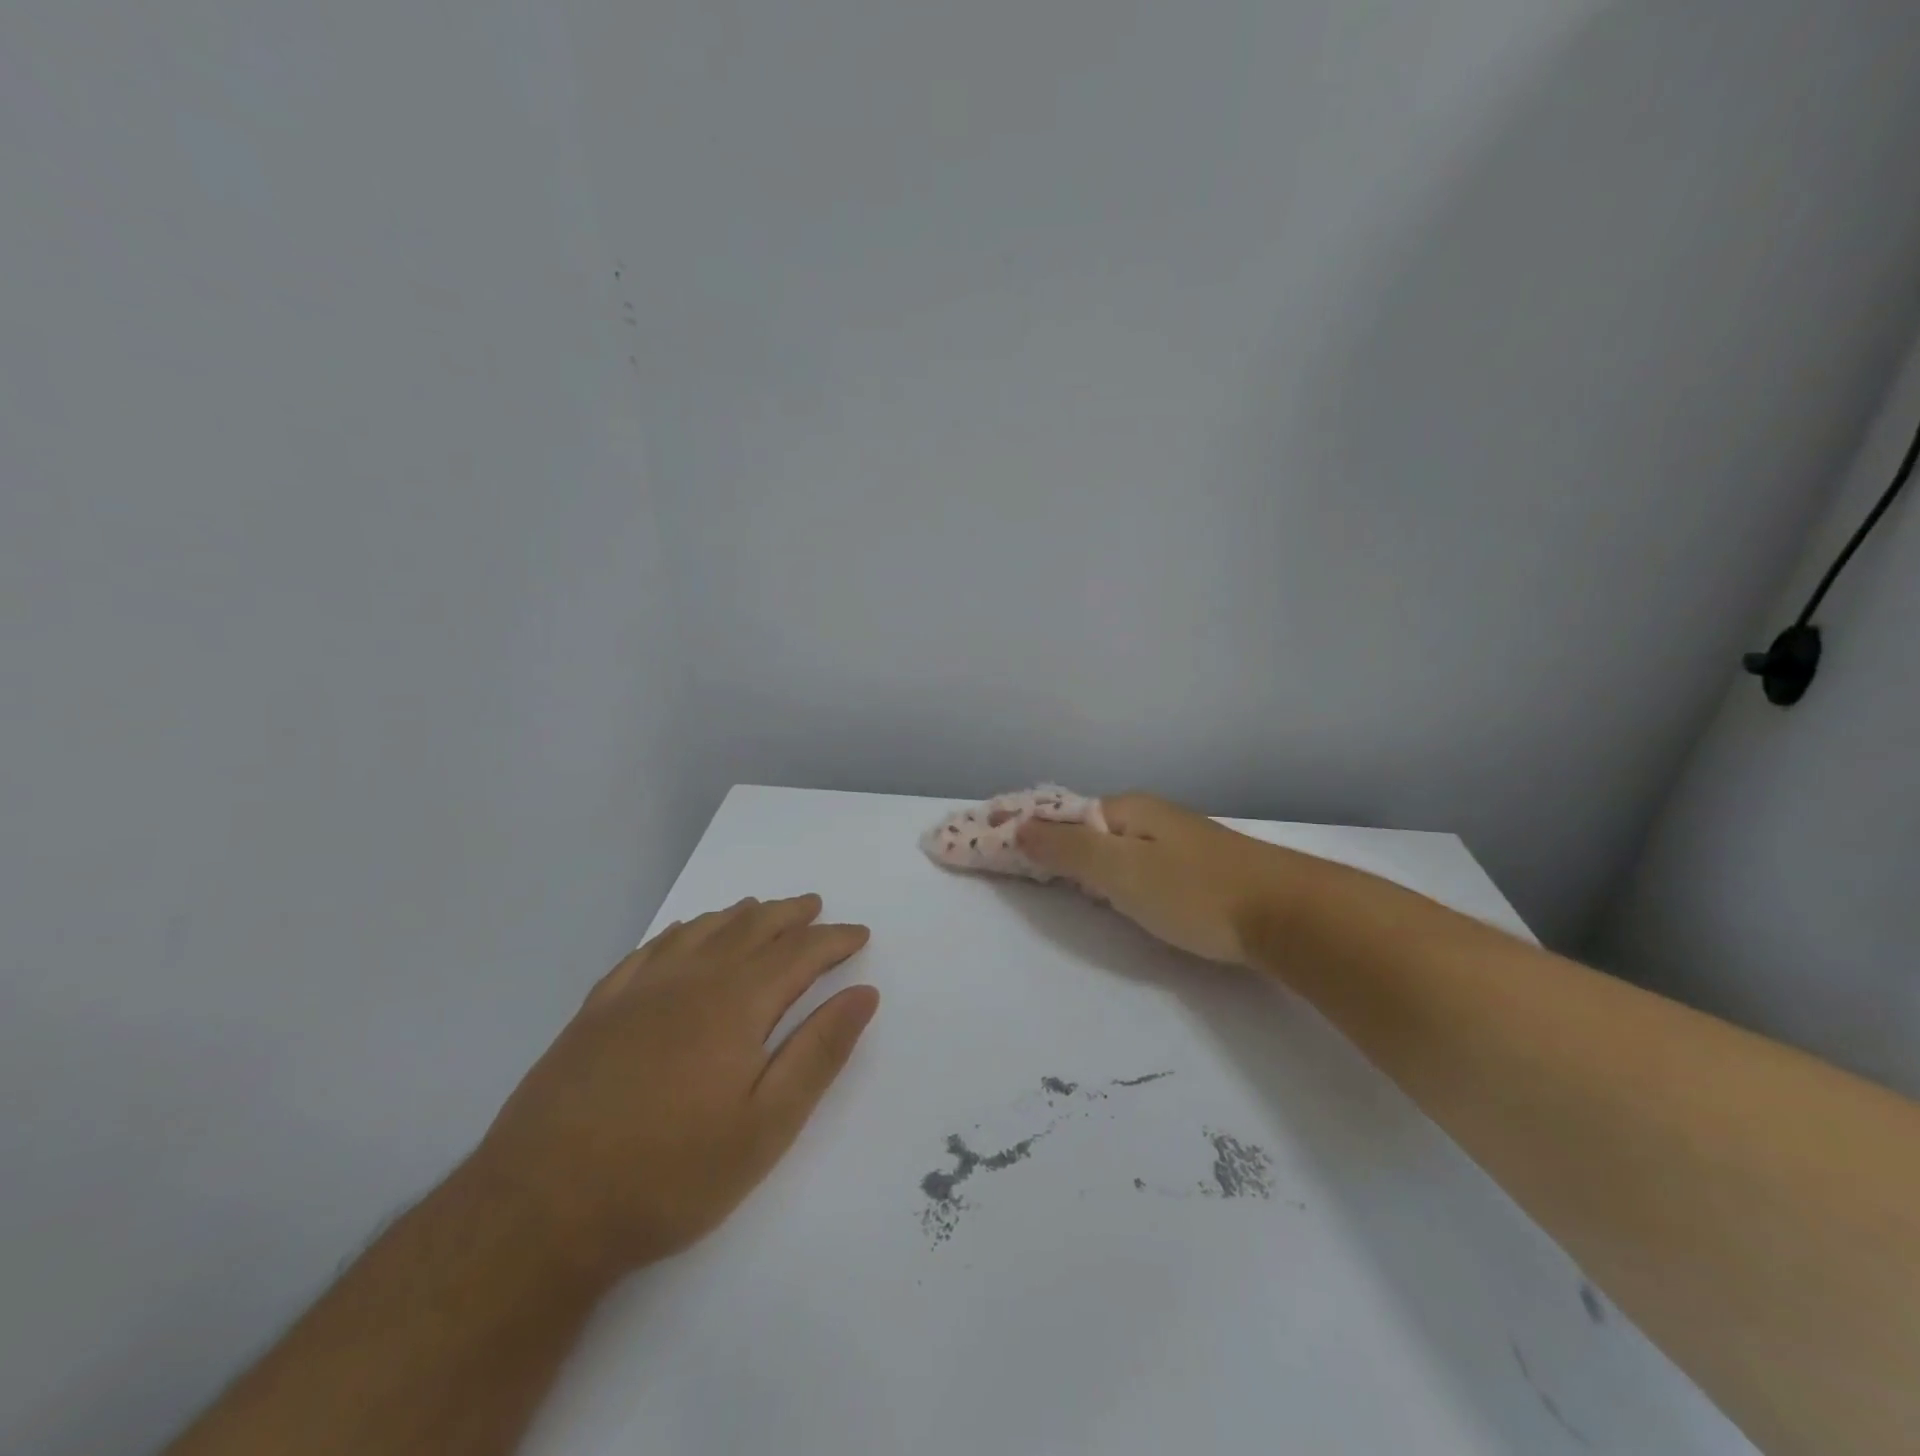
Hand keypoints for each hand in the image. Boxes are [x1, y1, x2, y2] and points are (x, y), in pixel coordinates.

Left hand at [470, 895, 877, 1278]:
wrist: (540, 1210)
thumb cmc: (670, 1174)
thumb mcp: (766, 1127)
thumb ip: (819, 1053)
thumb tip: (863, 994)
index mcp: (736, 1003)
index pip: (799, 952)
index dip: (834, 939)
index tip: (859, 934)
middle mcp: (690, 978)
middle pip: (750, 927)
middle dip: (789, 915)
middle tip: (815, 907)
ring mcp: (638, 990)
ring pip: (702, 929)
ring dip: (739, 915)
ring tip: (761, 910)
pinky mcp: (598, 1008)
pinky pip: (651, 948)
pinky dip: (682, 930)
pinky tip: (686, 934)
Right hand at [1019, 793, 1295, 965]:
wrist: (1290, 914)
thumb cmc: (1194, 892)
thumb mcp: (1121, 870)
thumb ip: (1067, 848)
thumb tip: (1018, 823)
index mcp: (1126, 810)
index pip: (1057, 812)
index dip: (1019, 824)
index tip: (982, 838)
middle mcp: (1149, 817)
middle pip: (1082, 825)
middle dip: (1042, 837)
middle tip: (1006, 859)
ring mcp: (1176, 841)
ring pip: (1109, 843)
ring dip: (1073, 853)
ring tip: (1044, 870)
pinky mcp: (1196, 869)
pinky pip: (1132, 861)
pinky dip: (1104, 869)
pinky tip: (1107, 886)